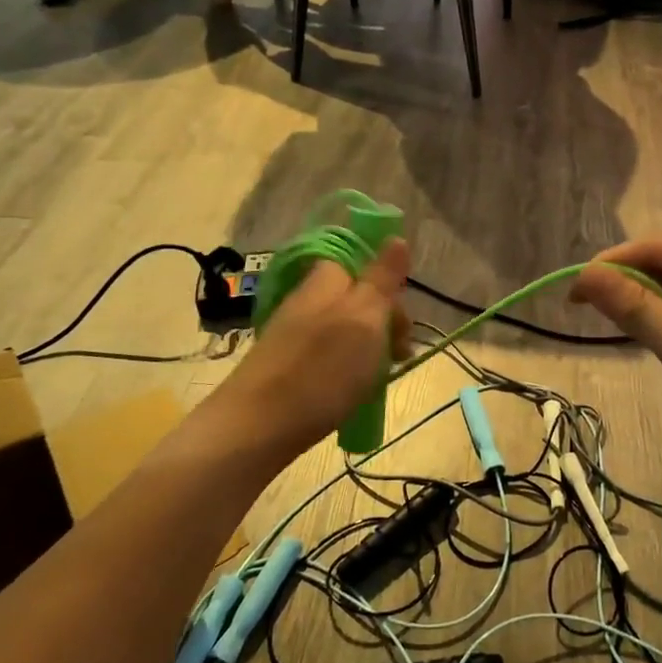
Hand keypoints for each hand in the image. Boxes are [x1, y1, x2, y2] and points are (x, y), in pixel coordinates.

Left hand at [221, 240, 413, 455]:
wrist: (258, 425)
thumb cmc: (323, 367)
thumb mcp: (365, 316)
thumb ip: (382, 277)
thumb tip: (397, 237)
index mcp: (327, 279)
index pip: (365, 264)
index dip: (390, 289)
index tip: (402, 322)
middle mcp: (309, 298)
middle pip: (358, 298)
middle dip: (386, 323)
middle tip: (400, 354)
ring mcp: (296, 331)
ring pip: (347, 329)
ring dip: (371, 348)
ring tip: (381, 378)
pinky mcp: (288, 363)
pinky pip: (330, 354)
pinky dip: (348, 368)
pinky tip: (354, 390)